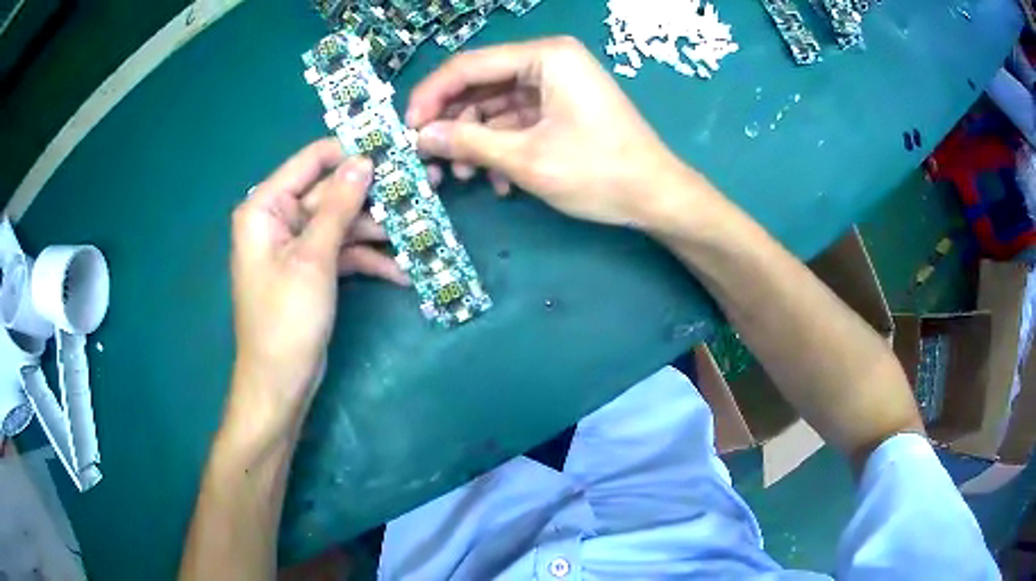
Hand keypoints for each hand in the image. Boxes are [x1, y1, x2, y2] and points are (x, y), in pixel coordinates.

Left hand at [228, 139, 406, 434]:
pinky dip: (369, 260)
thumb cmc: (286, 319)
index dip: (352, 154)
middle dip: (374, 197)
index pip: (312, 161)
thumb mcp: (313, 258)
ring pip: (342, 223)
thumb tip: (364, 160)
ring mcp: (297, 245)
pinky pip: (342, 251)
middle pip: (332, 193)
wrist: (279, 384)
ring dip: (378, 231)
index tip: (395, 153)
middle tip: (423, 190)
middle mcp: (279, 218)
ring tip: (421, 232)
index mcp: (265, 207)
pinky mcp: (312, 269)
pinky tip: (403, 272)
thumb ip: (338, 205)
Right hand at [407, 36, 704, 227]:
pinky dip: (501, 147)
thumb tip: (420, 137)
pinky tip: (498, 181)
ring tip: (462, 177)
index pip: (469, 66)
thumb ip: (468, 142)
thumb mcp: (526, 158)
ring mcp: (556, 85)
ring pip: (495, 106)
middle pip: (481, 85)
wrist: (656, 197)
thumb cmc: (598, 173)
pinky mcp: (560, 108)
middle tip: (429, 159)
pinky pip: (516, 121)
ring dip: (475, 141)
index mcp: (545, 57)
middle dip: (453, 124)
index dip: (432, 96)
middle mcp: (548, 62)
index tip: (407, 129)